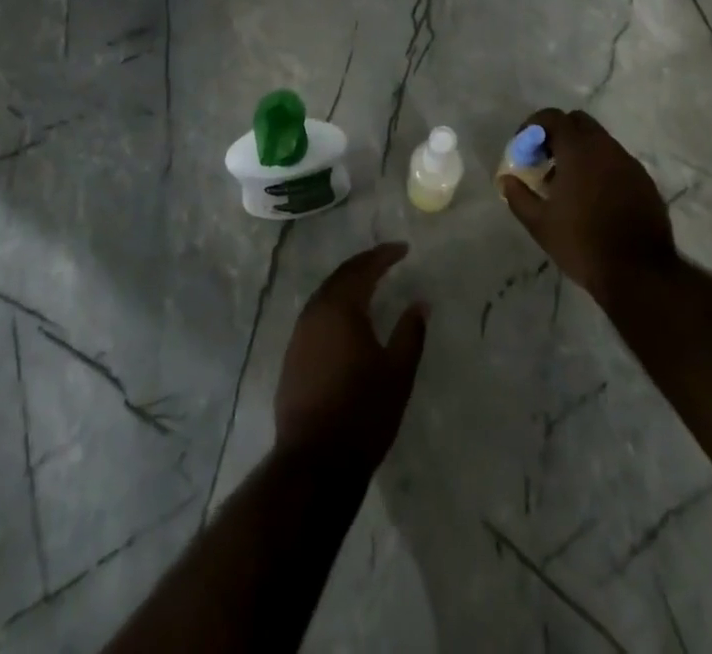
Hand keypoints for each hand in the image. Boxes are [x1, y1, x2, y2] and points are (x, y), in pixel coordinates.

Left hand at [275, 244, 428, 466]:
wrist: (315, 462)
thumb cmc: (363, 412)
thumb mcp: (398, 372)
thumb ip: (411, 332)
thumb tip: (420, 303)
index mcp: (341, 308)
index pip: (363, 268)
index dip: (384, 255)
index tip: (403, 249)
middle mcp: (315, 313)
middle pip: (340, 276)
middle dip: (364, 264)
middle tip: (385, 260)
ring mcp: (299, 335)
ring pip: (324, 295)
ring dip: (347, 284)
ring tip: (368, 284)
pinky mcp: (291, 357)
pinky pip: (315, 315)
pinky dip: (334, 305)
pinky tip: (345, 319)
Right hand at [501, 109, 677, 303]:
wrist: (639, 273)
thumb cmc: (582, 243)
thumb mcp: (540, 224)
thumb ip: (518, 196)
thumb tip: (506, 180)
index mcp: (579, 150)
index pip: (553, 117)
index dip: (533, 126)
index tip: (523, 147)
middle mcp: (606, 147)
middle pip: (578, 122)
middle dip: (558, 133)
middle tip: (545, 160)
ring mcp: (629, 163)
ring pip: (600, 141)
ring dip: (580, 151)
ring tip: (567, 184)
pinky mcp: (644, 181)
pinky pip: (616, 161)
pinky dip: (600, 167)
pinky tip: (593, 198)